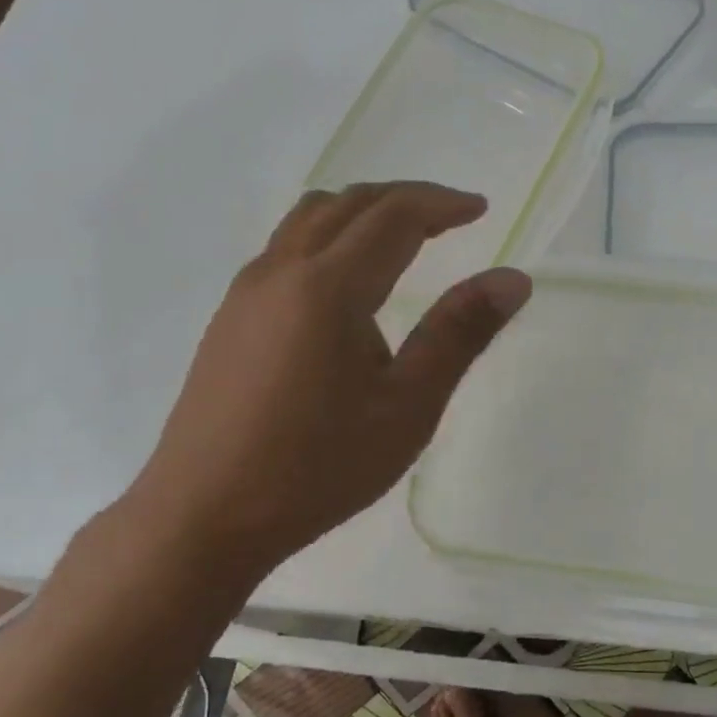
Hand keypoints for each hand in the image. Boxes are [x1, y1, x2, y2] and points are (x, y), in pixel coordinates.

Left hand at [120, 182, 530, 578]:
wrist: (202, 517)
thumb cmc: (318, 467)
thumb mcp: (408, 406)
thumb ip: (460, 334)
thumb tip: (513, 278)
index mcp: (328, 288)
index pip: (394, 216)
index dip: (442, 203)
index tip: (480, 209)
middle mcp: (281, 271)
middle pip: (349, 204)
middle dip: (406, 199)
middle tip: (452, 217)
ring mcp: (247, 292)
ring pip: (310, 219)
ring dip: (363, 212)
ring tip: (404, 237)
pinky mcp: (230, 317)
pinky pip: (287, 247)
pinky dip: (330, 236)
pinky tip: (348, 282)